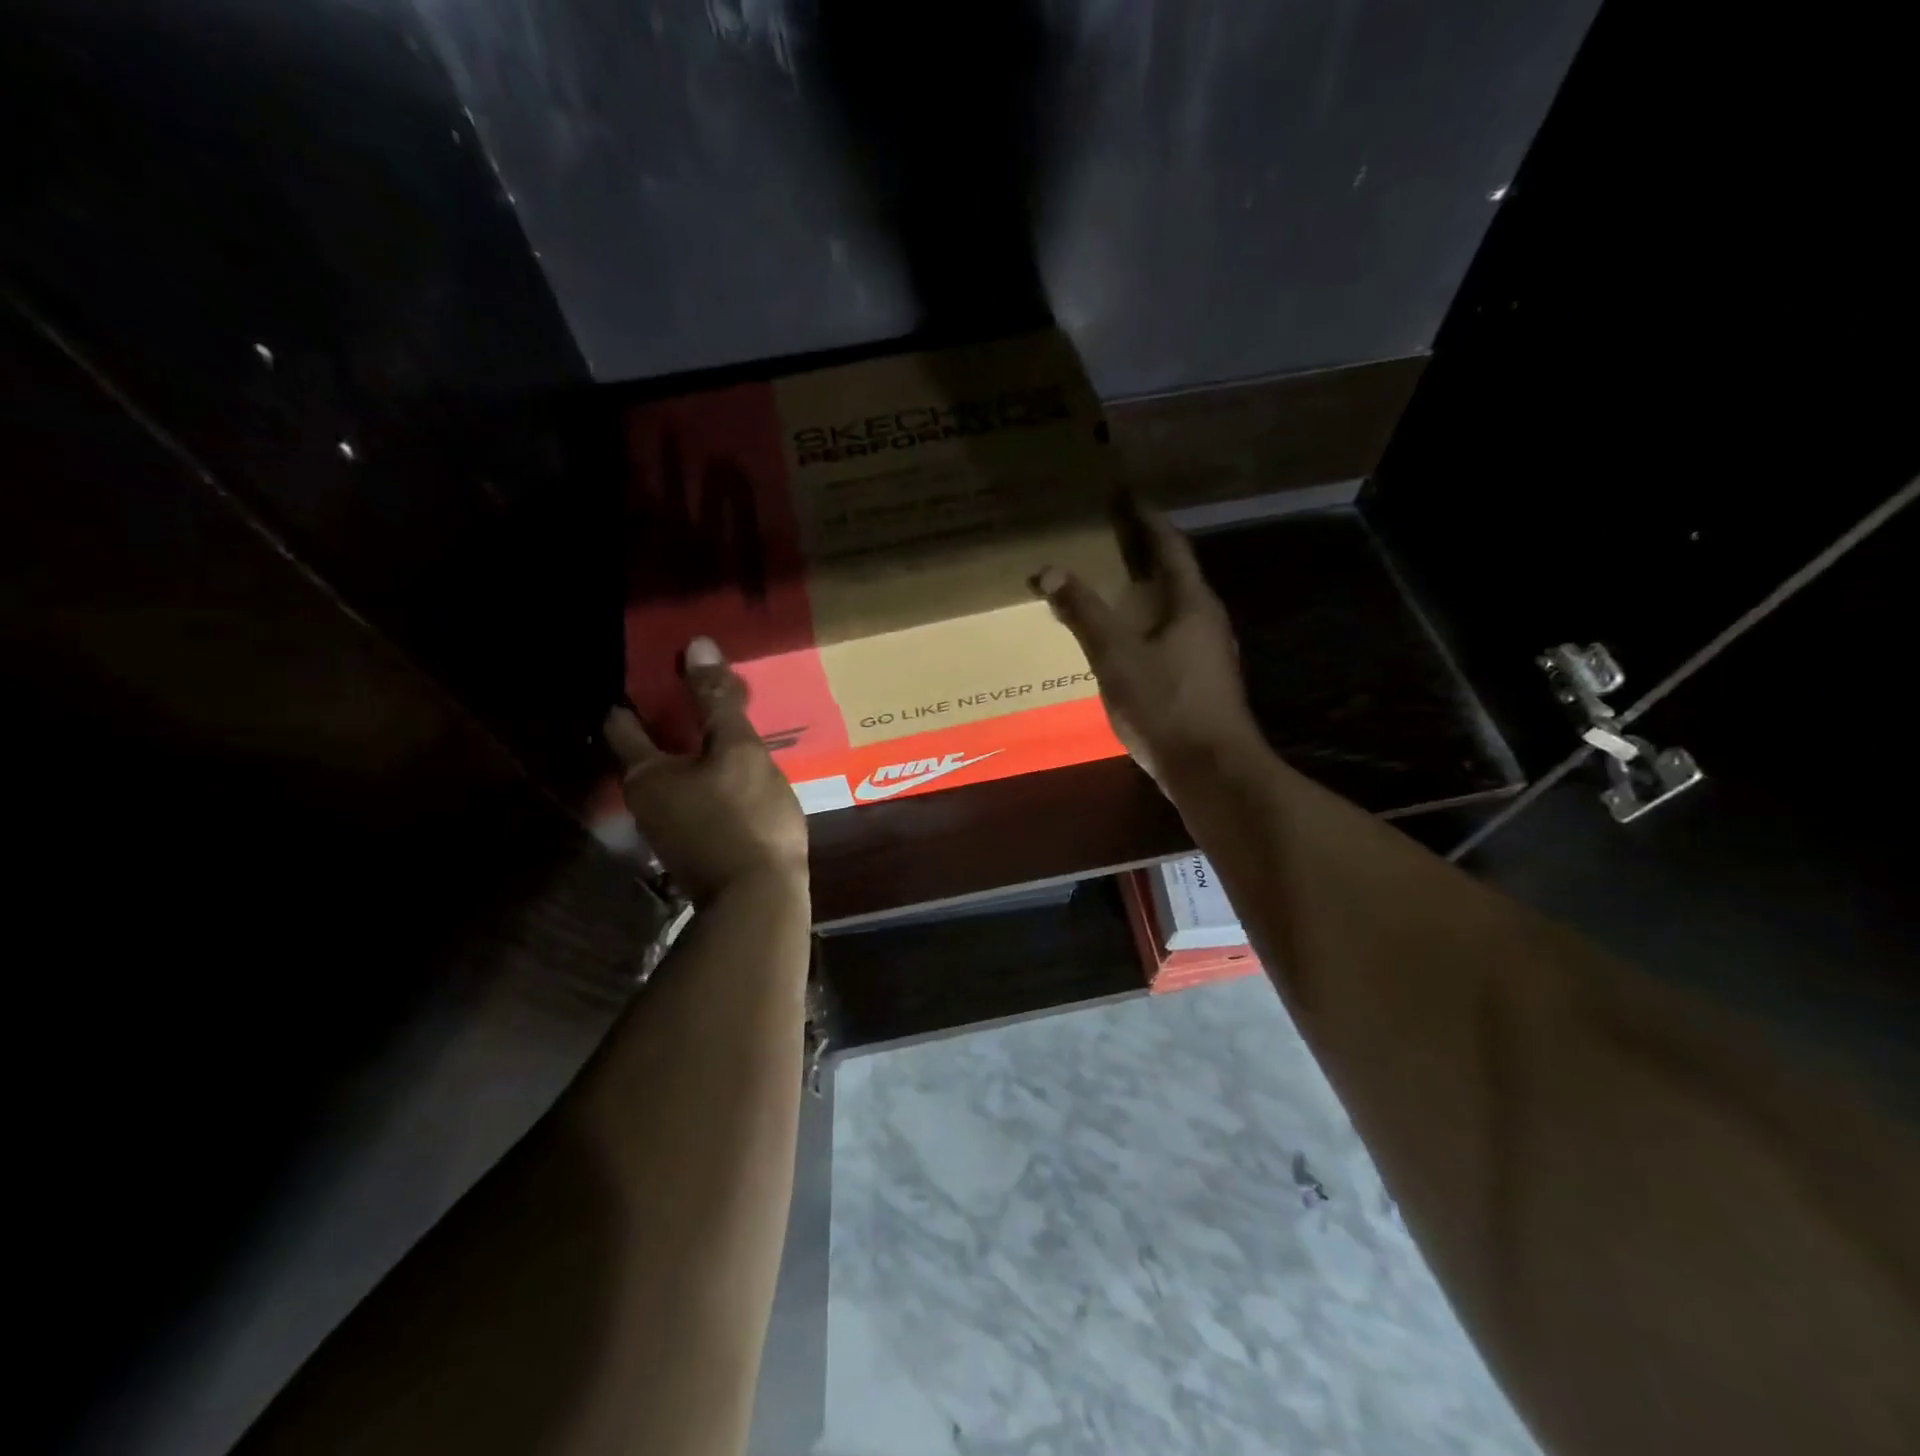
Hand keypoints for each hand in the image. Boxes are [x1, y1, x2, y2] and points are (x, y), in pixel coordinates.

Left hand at [604, 638, 808, 906]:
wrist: (758, 900)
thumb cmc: (745, 817)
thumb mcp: (738, 750)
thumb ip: (717, 700)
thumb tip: (695, 644)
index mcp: (645, 773)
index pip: (622, 723)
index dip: (637, 695)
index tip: (660, 672)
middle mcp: (644, 801)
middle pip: (648, 750)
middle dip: (671, 723)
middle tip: (704, 696)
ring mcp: (667, 829)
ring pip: (674, 777)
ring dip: (693, 754)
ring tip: (727, 732)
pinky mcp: (693, 847)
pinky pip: (694, 800)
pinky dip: (708, 781)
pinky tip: (738, 776)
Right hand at [1033, 504, 1264, 786]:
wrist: (1212, 770)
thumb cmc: (1166, 705)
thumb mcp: (1116, 657)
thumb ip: (1084, 613)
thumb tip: (1049, 570)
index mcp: (1192, 603)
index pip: (1170, 546)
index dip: (1147, 519)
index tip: (1126, 496)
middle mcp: (1208, 620)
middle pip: (1177, 574)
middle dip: (1146, 552)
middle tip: (1112, 538)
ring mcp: (1209, 653)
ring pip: (1175, 608)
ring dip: (1148, 590)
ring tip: (1115, 584)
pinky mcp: (1203, 681)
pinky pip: (1173, 636)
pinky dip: (1149, 623)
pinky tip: (1129, 639)